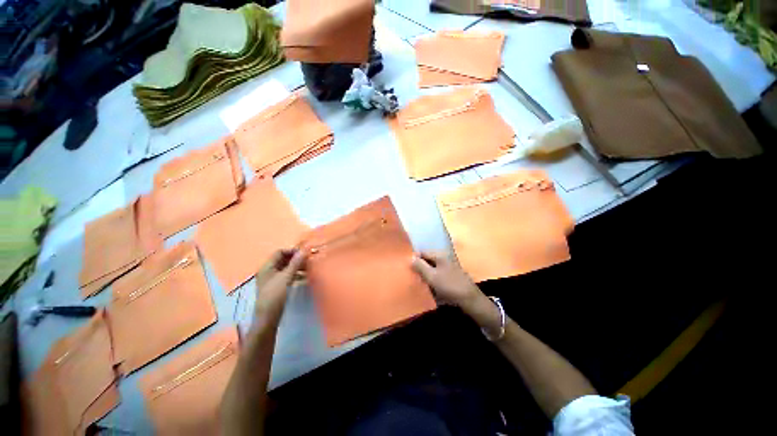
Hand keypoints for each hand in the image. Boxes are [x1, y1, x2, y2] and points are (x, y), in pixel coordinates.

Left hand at [254, 249, 305, 319]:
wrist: (268, 317)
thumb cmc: (275, 295)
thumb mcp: (286, 277)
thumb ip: (295, 263)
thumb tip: (304, 250)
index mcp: (267, 267)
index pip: (280, 252)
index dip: (292, 251)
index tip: (305, 253)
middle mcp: (268, 271)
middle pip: (283, 259)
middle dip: (296, 259)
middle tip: (309, 260)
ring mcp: (272, 279)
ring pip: (286, 268)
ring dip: (297, 266)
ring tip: (309, 268)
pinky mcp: (277, 286)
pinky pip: (287, 276)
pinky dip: (296, 274)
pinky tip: (305, 277)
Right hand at [411, 251, 481, 308]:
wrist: (469, 299)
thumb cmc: (449, 286)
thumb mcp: (431, 276)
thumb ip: (420, 266)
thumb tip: (411, 257)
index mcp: (440, 255)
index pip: (422, 253)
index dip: (415, 259)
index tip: (408, 268)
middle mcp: (445, 257)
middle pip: (428, 260)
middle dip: (420, 267)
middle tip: (414, 277)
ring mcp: (449, 266)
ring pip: (433, 268)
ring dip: (427, 274)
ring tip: (421, 283)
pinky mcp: (452, 275)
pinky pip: (438, 273)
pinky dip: (433, 278)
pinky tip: (431, 286)